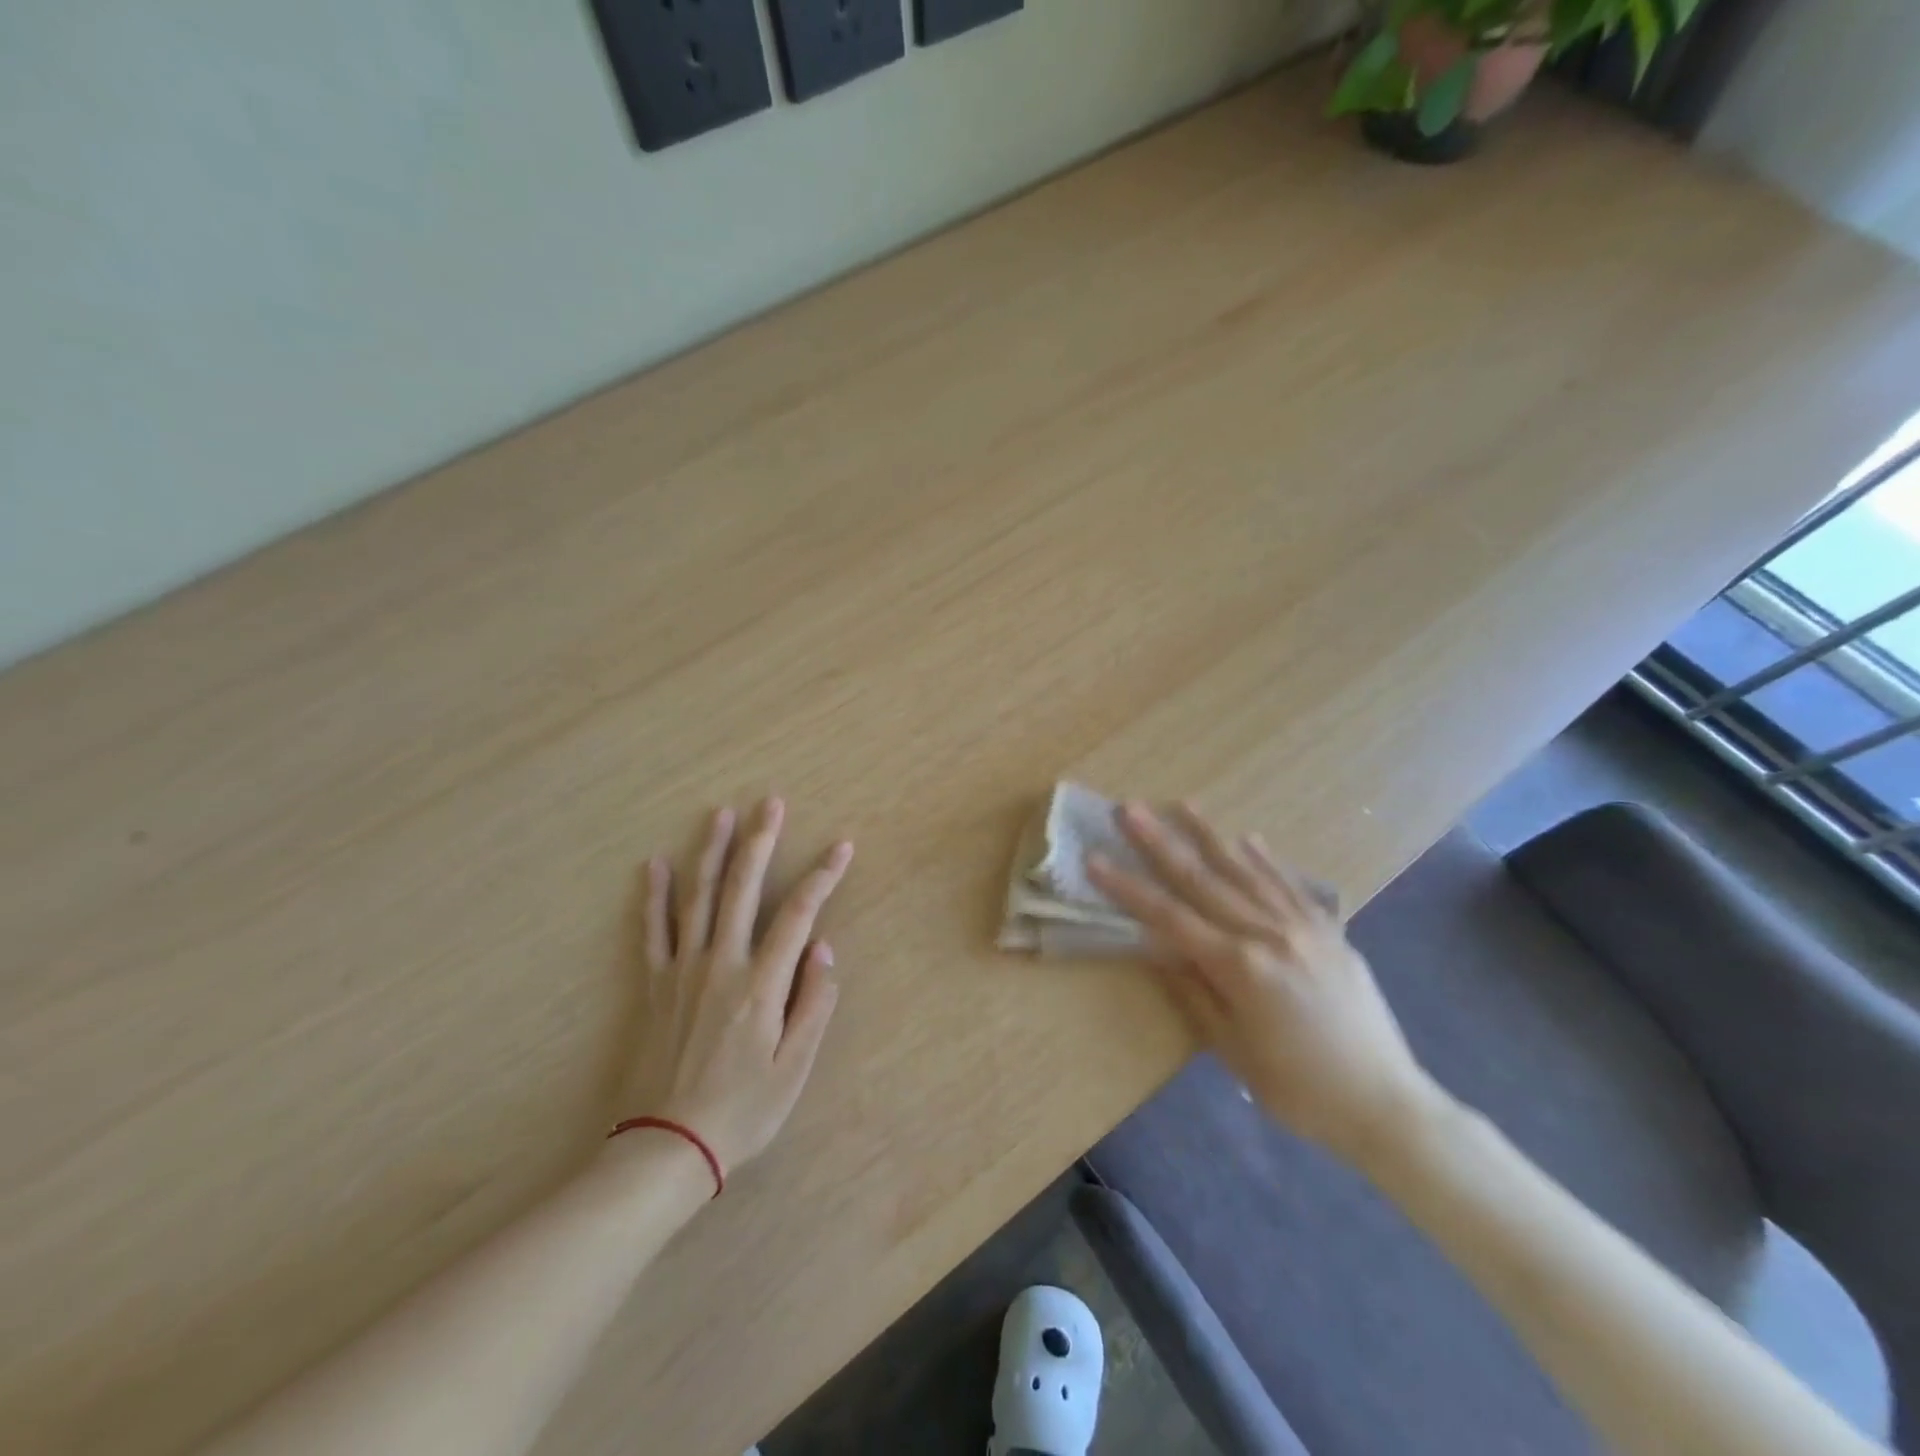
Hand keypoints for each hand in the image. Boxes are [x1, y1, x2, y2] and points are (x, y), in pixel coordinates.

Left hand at [623, 798, 852, 1176]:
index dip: (823, 876)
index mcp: (760, 984)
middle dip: (760, 842)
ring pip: (697, 898)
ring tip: (721, 814)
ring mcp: (681, 971)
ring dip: (710, 851)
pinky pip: (652, 931)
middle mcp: (720, 964)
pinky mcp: (653, 986)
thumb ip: (813, 1004)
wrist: (664, 1149)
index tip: (842, 846)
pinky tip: (656, 864)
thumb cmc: (741, 1111)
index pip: (799, 914)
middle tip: (771, 803)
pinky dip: (654, 896)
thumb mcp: (793, 1068)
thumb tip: (823, 949)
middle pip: (742, 889)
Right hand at [1088, 802, 1438, 1167]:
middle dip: (1159, 842)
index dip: (1128, 888)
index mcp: (1239, 967)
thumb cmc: (1298, 1090)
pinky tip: (1247, 837)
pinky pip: (1291, 885)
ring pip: (1246, 870)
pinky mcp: (1330, 931)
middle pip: (1202, 879)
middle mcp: (1268, 934)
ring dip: (1209, 835)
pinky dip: (1266, 860)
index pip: (1169, 917)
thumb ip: (1193, 991)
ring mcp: (1303, 927)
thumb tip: (1155, 948)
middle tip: (1129, 809)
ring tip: (1182, 803)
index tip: (1095, 859)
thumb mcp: (1233, 1049)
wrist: (1386, 1104)